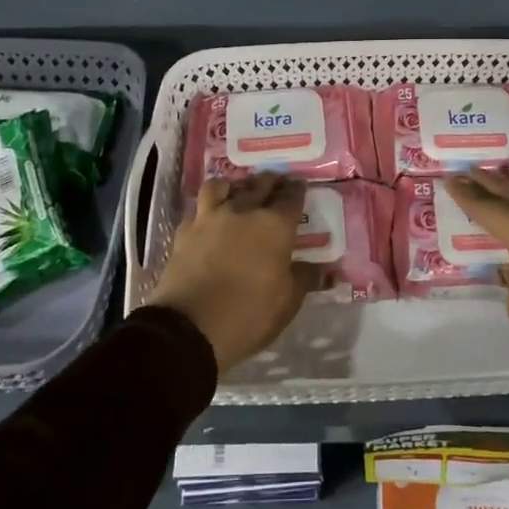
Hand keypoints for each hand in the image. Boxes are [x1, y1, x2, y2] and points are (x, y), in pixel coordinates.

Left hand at [148, 174, 310, 371]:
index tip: (300, 186)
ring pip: (222, 186)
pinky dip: (206, 208)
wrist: (190, 326)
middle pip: (259, 184)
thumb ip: (305, 279)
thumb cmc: (249, 314)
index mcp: (275, 225)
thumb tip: (323, 270)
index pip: (291, 197)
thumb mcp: (287, 302)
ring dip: (233, 186)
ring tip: (237, 192)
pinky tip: (208, 217)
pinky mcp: (185, 231)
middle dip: (270, 182)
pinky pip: (198, 208)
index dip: (297, 190)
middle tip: (275, 184)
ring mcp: (210, 217)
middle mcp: (243, 211)